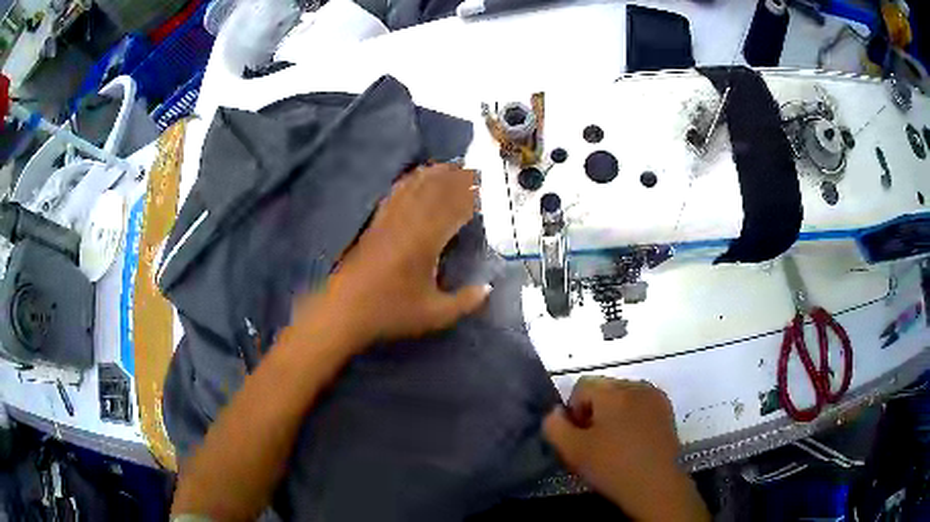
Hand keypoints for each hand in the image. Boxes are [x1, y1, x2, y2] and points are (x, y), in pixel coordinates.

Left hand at [297, 163, 489, 349]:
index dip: (469, 196)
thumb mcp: (434, 314)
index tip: (484, 186)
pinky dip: (407, 182)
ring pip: (413, 189)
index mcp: (426, 242)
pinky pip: (393, 195)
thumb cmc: (390, 312)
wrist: (344, 312)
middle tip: (471, 168)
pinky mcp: (374, 225)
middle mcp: (408, 224)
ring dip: (431, 175)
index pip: (453, 209)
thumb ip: (465, 302)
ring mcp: (388, 221)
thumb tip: (488, 289)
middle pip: (433, 191)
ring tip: (447, 165)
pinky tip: (412, 178)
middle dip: (453, 178)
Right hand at [543, 377, 708, 521]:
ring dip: (613, 413)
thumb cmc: (612, 466)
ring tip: (614, 442)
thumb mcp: (572, 450)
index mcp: (613, 392)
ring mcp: (655, 397)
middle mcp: (636, 386)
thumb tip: (555, 412)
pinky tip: (632, 441)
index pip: (582, 386)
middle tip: (593, 441)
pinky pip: (641, 404)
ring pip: (623, 396)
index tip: (578, 436)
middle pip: (604, 389)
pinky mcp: (667, 410)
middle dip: (594, 410)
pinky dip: (632, 416)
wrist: (655, 484)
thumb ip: (554, 426)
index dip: (573, 410)